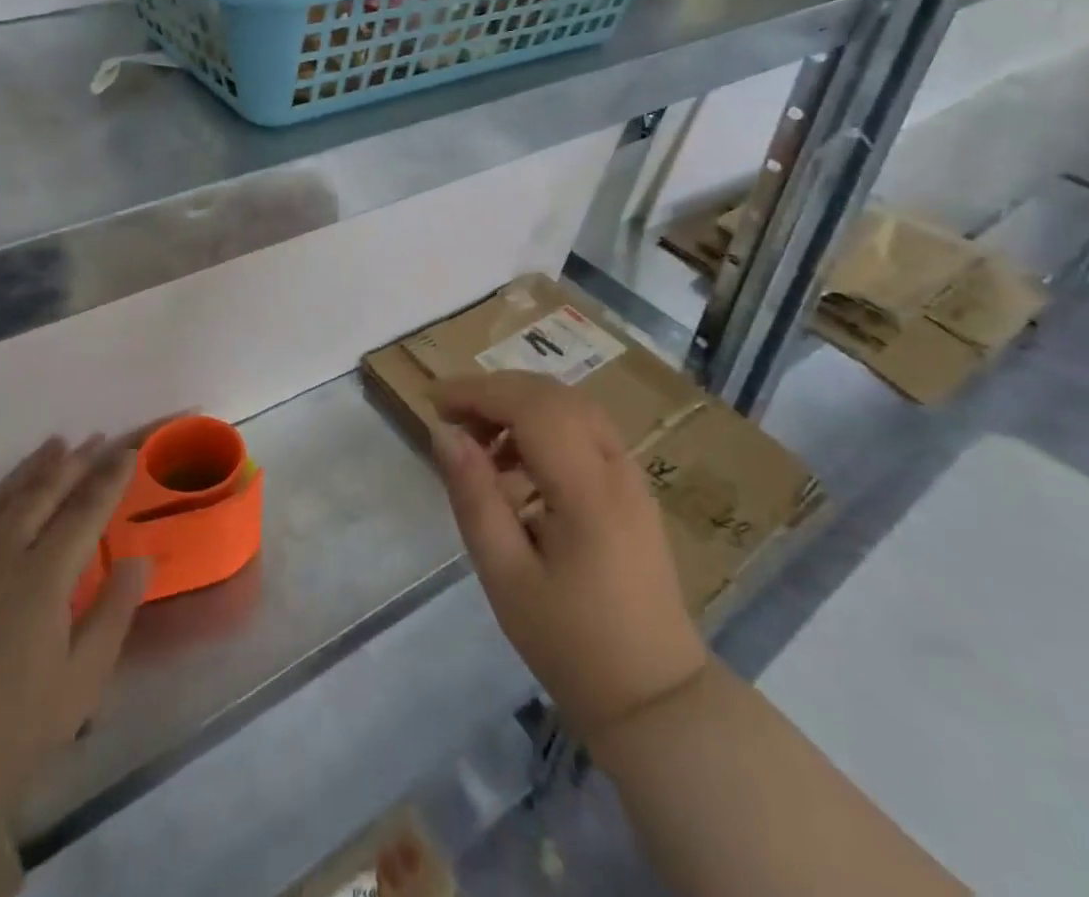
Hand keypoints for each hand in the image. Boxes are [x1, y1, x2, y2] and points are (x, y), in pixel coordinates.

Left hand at [0, 436, 149, 821]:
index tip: (128, 452)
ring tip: (52, 445)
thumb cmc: (14, 728)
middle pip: (41, 495)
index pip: (85, 511)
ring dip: (28, 471)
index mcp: (43, 577)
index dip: (109, 478)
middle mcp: (0, 558)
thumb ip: (114, 611)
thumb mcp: (82, 679)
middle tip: (94, 439)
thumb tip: (139, 560)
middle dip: (73, 463)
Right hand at [429, 372, 706, 743]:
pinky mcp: (632, 488)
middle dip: (496, 392)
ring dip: (520, 406)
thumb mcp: (506, 576)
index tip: (433, 401)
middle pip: (552, 395)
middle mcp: (617, 467)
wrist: (655, 698)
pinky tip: (517, 464)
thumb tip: (444, 434)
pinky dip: (545, 426)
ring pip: (571, 406)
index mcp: (588, 489)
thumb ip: (474, 497)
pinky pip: (585, 430)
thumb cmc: (572, 643)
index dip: (478, 391)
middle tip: (452, 419)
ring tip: (480, 443)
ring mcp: (632, 475)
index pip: (530, 406)